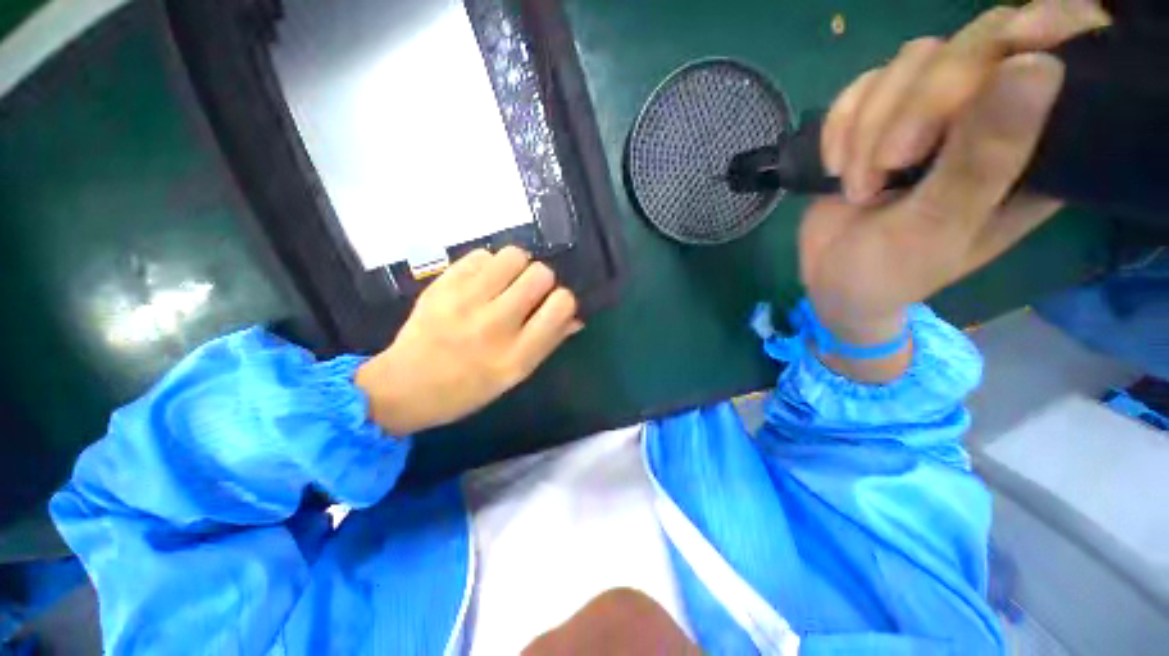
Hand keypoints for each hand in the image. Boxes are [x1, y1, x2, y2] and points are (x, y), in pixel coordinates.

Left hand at [356, 247, 581, 434]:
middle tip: (527, 294)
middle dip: (541, 281)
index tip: (552, 305)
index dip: (563, 300)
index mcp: (517, 355)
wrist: (404, 386)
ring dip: (517, 267)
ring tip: (505, 283)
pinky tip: (480, 282)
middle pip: (540, 274)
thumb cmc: (467, 389)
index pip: (562, 305)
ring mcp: (465, 301)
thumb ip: (548, 342)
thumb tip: (575, 316)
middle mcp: (495, 325)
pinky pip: (481, 254)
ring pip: (513, 256)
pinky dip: (488, 265)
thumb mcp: (515, 376)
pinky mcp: (441, 284)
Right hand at [800, 0, 1107, 380]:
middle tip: (886, 165)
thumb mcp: (943, 228)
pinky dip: (845, 122)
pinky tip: (837, 165)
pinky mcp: (879, 123)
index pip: (1056, 53)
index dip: (1046, 28)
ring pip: (906, 63)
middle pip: (967, 45)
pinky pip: (862, 89)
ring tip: (855, 178)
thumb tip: (1035, 66)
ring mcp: (930, 116)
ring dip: (871, 119)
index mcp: (1031, 147)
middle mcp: (988, 117)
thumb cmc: (892, 275)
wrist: (837, 284)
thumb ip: (990, 156)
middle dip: (919, 99)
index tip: (1026, 38)